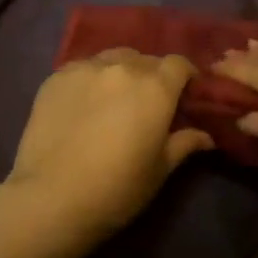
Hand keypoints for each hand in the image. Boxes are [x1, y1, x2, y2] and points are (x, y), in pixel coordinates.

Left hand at [5, 49, 212, 246]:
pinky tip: (84, 104)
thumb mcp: (159, 170)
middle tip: (148, 104)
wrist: (51, 198)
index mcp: (155, 87)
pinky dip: (91, 79)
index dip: (185, 76)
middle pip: (146, 59)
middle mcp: (122, 67)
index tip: (185, 94)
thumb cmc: (116, 189)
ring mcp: (85, 68)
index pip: (179, 64)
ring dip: (122, 72)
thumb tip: (207, 136)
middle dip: (153, 76)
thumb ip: (184, 143)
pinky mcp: (56, 77)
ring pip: (113, 58)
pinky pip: (83, 68)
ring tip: (115, 99)